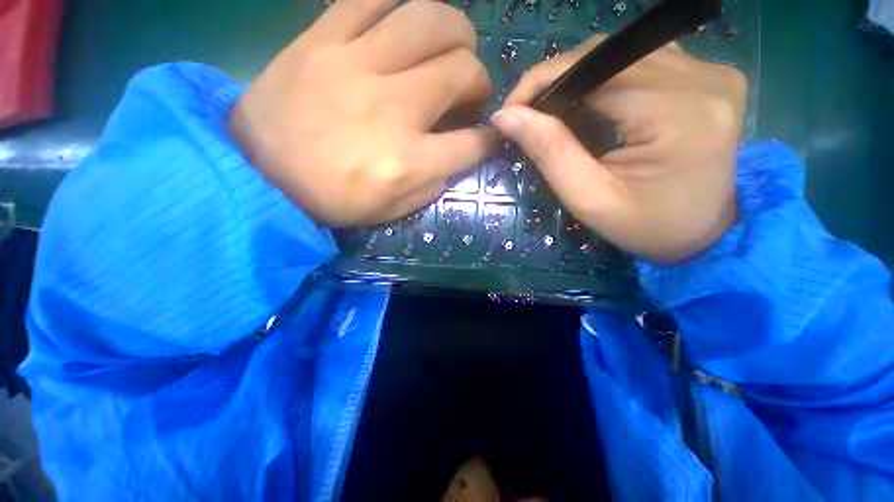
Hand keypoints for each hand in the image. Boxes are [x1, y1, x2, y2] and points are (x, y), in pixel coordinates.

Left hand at [229, 0, 495, 226]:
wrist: (261, 174)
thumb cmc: (334, 200)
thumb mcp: (394, 209)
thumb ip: (434, 183)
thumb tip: (459, 154)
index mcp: (408, 162)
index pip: (472, 143)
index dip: (488, 140)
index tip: (487, 137)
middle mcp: (392, 110)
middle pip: (462, 70)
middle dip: (479, 81)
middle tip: (467, 90)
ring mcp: (356, 66)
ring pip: (429, 19)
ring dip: (455, 32)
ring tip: (449, 48)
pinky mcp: (321, 39)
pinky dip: (399, 6)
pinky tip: (403, 26)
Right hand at [491, 36, 746, 262]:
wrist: (706, 233)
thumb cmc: (646, 227)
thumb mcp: (589, 199)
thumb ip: (550, 153)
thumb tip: (506, 116)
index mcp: (677, 113)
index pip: (593, 70)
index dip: (542, 82)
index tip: (510, 110)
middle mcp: (702, 77)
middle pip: (606, 55)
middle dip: (555, 81)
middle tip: (526, 114)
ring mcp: (710, 71)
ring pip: (620, 54)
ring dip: (577, 79)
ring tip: (552, 111)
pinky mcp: (708, 75)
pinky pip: (640, 61)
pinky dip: (604, 79)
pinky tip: (590, 104)